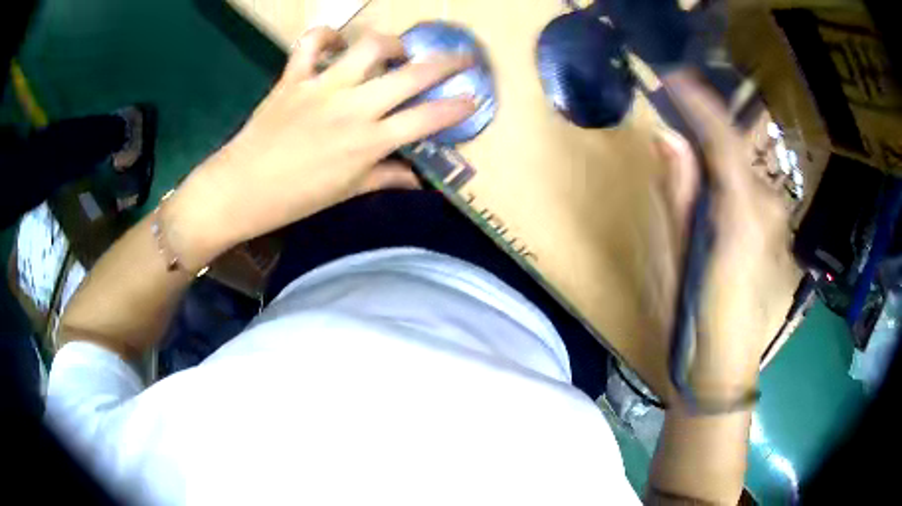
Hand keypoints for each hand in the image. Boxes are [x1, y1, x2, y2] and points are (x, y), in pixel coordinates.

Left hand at [167, 27, 475, 267]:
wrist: (240, 189)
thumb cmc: (294, 198)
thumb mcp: (346, 192)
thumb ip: (386, 178)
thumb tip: (418, 180)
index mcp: (368, 142)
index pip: (427, 119)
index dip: (457, 107)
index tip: (474, 98)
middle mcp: (353, 107)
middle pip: (412, 75)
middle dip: (447, 63)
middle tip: (461, 58)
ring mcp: (322, 87)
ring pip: (370, 47)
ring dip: (393, 44)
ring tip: (397, 51)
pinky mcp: (294, 77)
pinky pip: (311, 42)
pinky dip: (326, 35)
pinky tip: (336, 43)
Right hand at [658, 71, 790, 397]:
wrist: (726, 371)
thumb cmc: (698, 323)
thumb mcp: (680, 260)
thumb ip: (680, 195)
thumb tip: (668, 138)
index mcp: (743, 216)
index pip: (724, 143)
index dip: (701, 105)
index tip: (675, 76)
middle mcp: (767, 210)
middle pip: (737, 151)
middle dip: (708, 123)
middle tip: (676, 100)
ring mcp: (775, 222)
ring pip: (745, 168)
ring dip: (718, 146)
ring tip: (691, 129)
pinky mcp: (774, 234)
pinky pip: (750, 187)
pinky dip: (729, 170)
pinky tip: (713, 171)